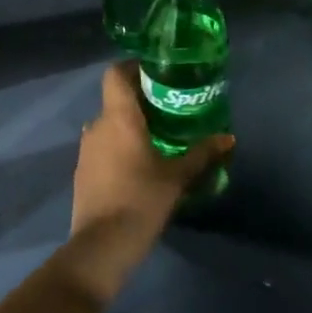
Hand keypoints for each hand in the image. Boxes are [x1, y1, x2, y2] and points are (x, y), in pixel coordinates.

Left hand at [70, 62, 234, 276]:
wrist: (102, 245)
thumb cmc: (141, 200)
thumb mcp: (177, 177)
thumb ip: (202, 154)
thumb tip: (228, 138)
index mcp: (118, 118)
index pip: (115, 74)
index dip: (133, 67)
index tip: (157, 73)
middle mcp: (96, 126)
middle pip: (115, 100)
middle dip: (140, 101)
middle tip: (169, 108)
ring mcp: (86, 150)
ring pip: (108, 125)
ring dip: (129, 126)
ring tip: (158, 137)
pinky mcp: (82, 172)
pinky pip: (102, 147)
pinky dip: (119, 147)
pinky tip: (139, 165)